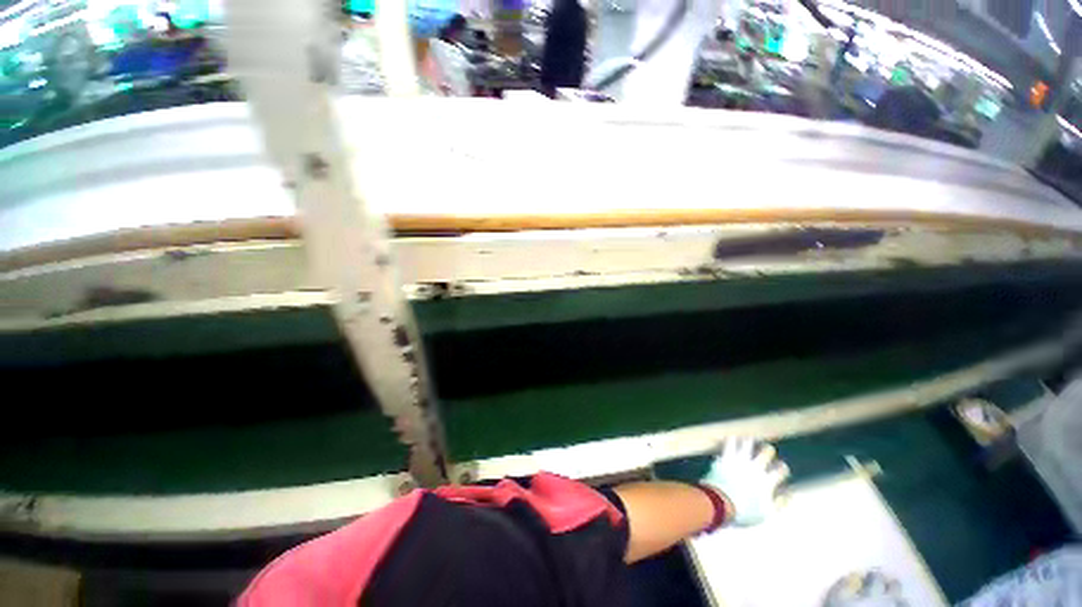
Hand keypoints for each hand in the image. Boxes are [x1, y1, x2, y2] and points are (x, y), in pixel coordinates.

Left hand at [701, 438, 788, 526]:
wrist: (720, 503)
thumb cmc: (743, 511)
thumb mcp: (766, 513)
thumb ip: (780, 503)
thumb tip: (791, 494)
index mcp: (767, 481)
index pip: (780, 470)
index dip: (782, 468)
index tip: (781, 468)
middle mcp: (755, 468)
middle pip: (765, 453)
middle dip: (768, 451)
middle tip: (768, 449)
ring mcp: (739, 462)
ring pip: (747, 445)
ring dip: (749, 442)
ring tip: (750, 439)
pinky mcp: (725, 458)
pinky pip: (729, 445)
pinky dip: (732, 440)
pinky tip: (732, 437)